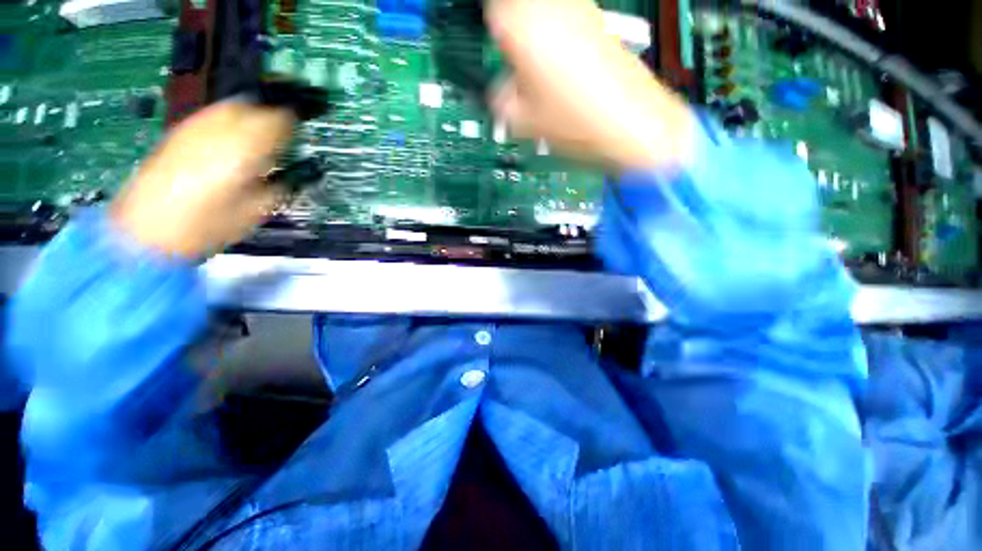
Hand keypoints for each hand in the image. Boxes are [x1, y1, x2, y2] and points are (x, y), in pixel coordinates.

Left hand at [111, 103, 295, 258]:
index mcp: (244, 149)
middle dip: (272, 117)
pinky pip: (211, 116)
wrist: (149, 231)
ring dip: (250, 116)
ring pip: (231, 106)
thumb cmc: (209, 225)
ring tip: (259, 137)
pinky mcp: (178, 133)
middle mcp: (218, 129)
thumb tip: (299, 173)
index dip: (294, 123)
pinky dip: (228, 121)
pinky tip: (231, 139)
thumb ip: (282, 185)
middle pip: (253, 106)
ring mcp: (194, 128)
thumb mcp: (259, 210)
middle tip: (283, 136)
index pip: (278, 120)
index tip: (302, 133)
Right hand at [485, 0, 692, 170]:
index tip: (493, 52)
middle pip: (516, 7)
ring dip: (534, 33)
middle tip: (511, 62)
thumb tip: (500, 91)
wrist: (633, 125)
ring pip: (542, 10)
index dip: (490, 34)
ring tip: (537, 72)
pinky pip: (566, 18)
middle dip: (511, 32)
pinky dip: (557, 37)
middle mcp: (551, 8)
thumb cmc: (578, 125)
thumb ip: (500, 100)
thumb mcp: (524, 122)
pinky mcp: (600, 22)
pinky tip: (561, 69)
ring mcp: (580, 10)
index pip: (491, 12)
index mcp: (523, 28)